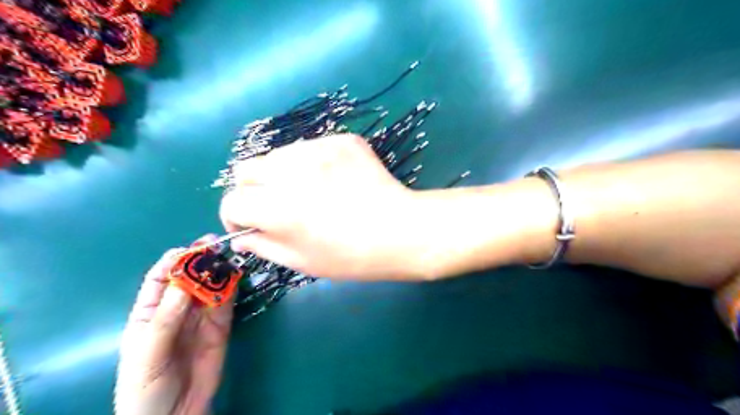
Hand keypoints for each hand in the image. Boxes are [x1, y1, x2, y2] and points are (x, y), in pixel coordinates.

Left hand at [115, 238, 231, 413]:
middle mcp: (177, 309)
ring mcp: (201, 317)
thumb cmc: (146, 388)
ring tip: (229, 258)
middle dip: (201, 260)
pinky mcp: (221, 326)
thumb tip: (184, 284)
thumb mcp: (147, 354)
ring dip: (219, 271)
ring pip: (211, 286)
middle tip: (216, 246)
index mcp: (149, 313)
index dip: (174, 261)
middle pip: (190, 278)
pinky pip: (226, 303)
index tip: (190, 250)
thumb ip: (165, 320)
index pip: (160, 278)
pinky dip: (232, 289)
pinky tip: (236, 277)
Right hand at [219, 134, 430, 279]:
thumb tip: (241, 235)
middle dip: (252, 191)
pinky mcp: (340, 139)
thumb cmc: (352, 256)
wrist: (401, 230)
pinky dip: (311, 165)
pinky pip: (310, 148)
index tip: (252, 226)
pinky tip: (333, 181)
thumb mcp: (302, 262)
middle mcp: (291, 171)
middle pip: (246, 169)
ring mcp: (318, 149)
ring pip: (277, 156)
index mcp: (277, 207)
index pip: (232, 201)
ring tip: (308, 193)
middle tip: (275, 206)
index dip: (235, 217)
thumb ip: (264, 246)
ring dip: (280, 175)